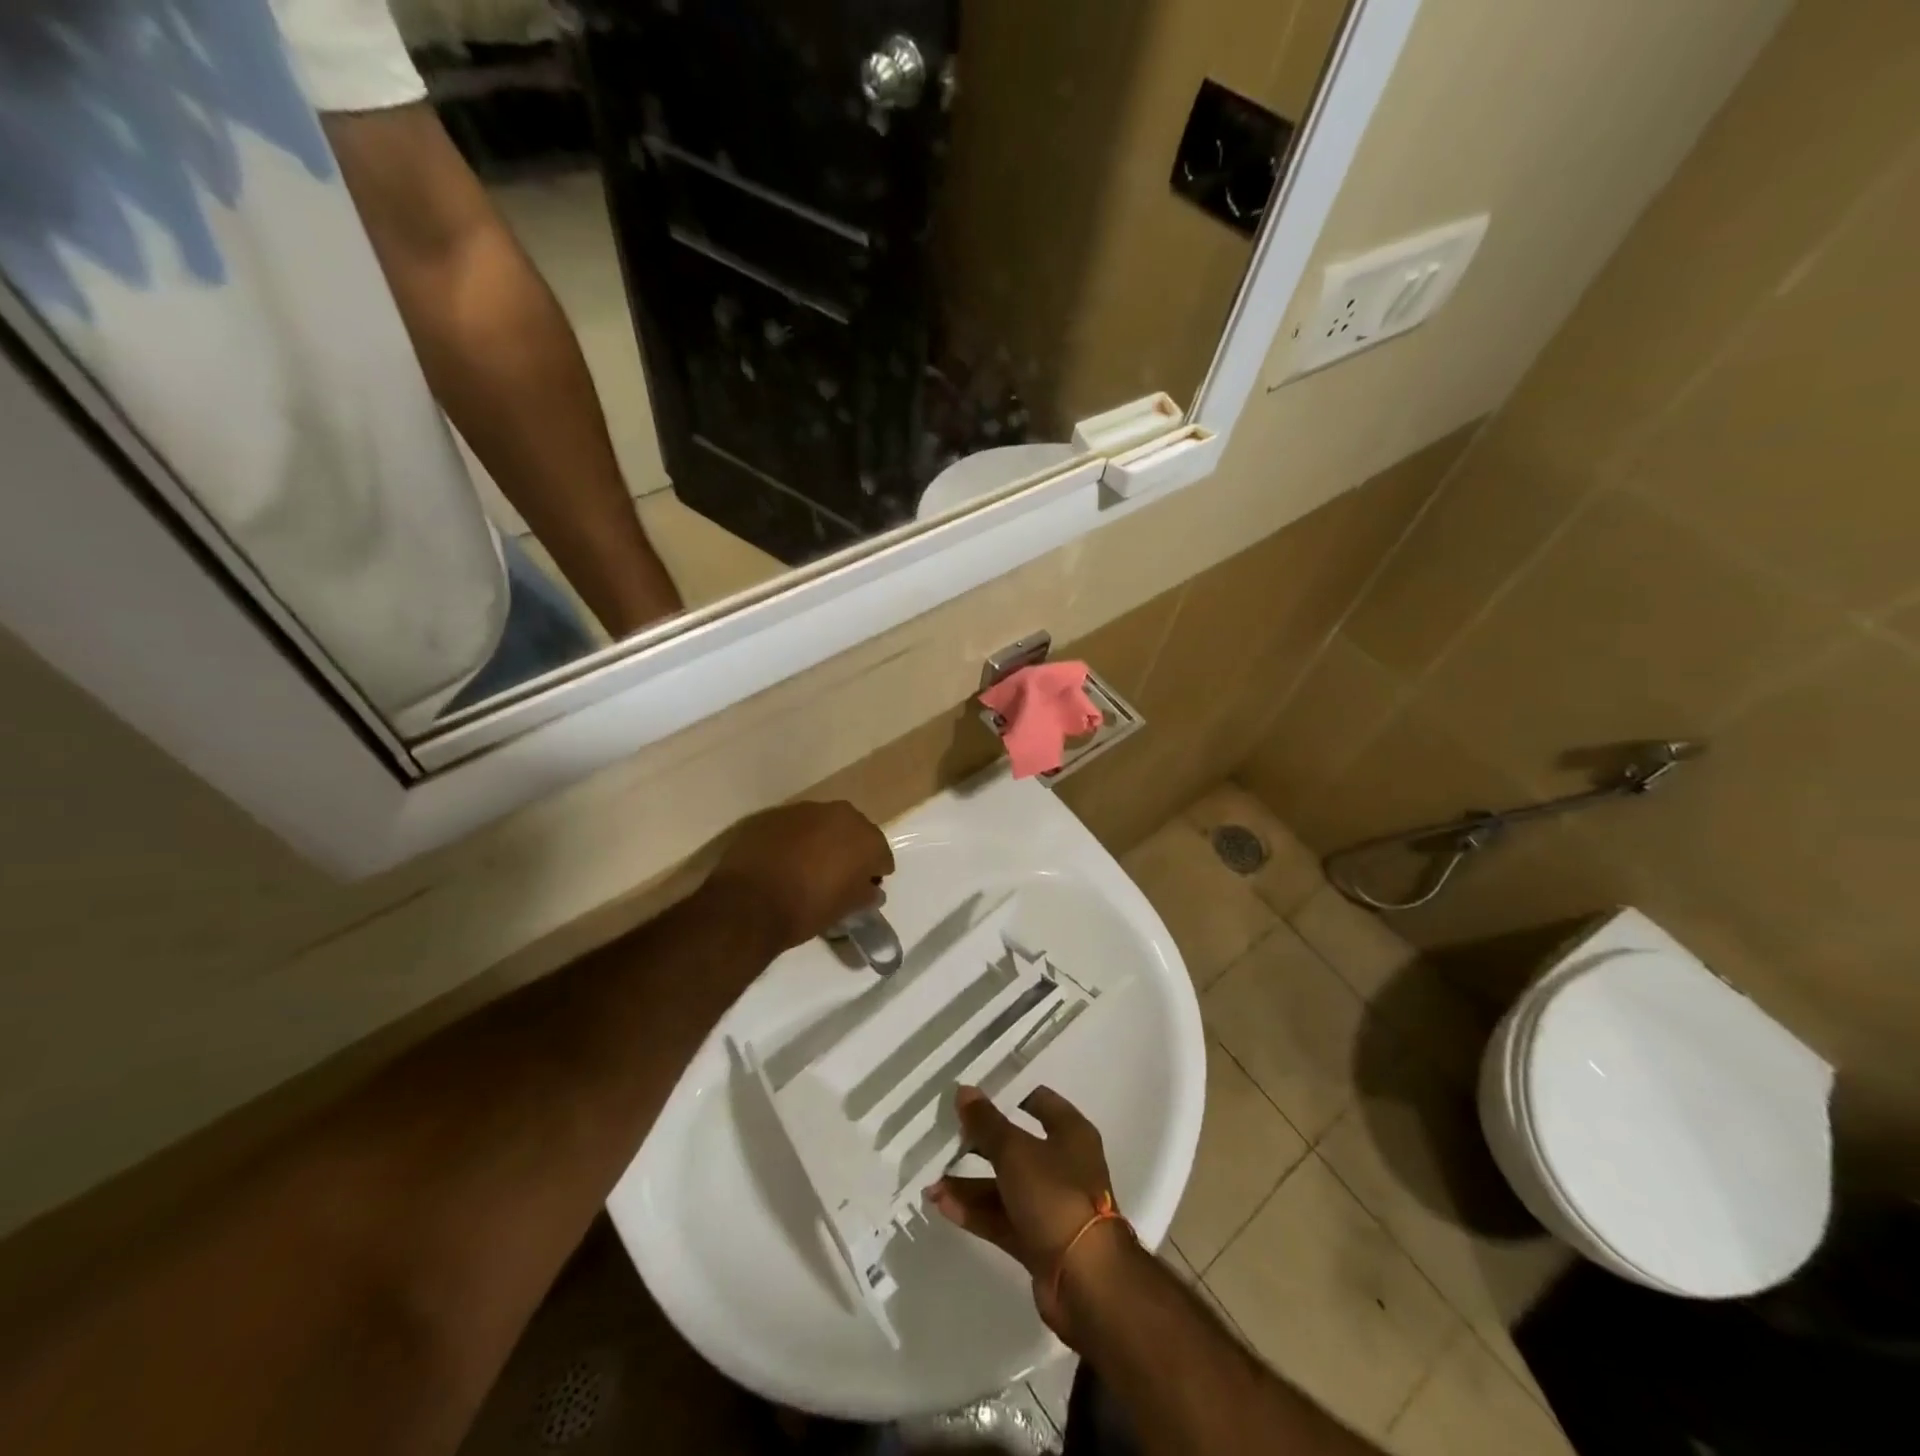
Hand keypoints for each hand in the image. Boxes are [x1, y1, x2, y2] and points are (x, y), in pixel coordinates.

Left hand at [705, 801, 893, 952]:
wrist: (748, 904)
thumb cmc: (807, 909)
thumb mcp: (845, 908)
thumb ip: (865, 894)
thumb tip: (872, 890)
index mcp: (865, 837)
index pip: (880, 854)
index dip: (874, 873)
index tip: (864, 889)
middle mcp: (839, 814)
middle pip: (853, 831)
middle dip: (850, 850)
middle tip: (839, 875)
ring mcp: (803, 810)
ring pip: (822, 825)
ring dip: (821, 841)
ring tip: (809, 867)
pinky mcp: (772, 815)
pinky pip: (793, 827)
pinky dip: (794, 840)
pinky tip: (784, 861)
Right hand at [929, 1085, 1125, 1335]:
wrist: (1087, 1282)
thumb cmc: (1056, 1197)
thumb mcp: (1015, 1152)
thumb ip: (987, 1123)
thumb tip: (964, 1090)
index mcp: (1070, 1133)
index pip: (1039, 1101)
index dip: (1008, 1095)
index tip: (974, 1095)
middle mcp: (1063, 1165)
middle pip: (1016, 1146)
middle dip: (980, 1144)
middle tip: (945, 1137)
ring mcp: (1051, 1205)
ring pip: (1005, 1186)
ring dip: (970, 1184)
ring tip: (931, 1181)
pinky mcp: (1039, 1240)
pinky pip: (1002, 1218)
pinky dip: (976, 1212)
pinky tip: (943, 1206)